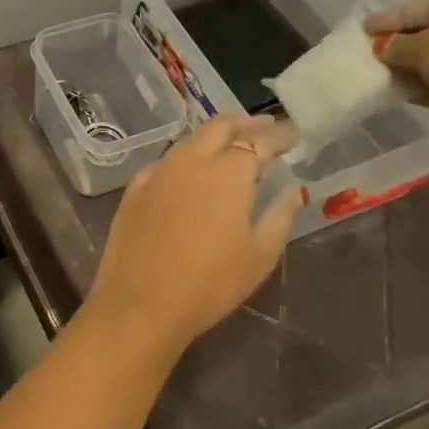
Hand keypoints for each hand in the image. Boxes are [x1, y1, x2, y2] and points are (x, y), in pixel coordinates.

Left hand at [82, 115, 304, 357]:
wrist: (139, 303)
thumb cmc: (209, 284)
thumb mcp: (259, 256)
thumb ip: (279, 216)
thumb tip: (293, 190)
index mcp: (227, 172)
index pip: (259, 142)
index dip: (279, 136)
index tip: (293, 135)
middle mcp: (191, 160)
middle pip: (220, 127)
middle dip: (246, 124)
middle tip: (265, 128)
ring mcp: (158, 171)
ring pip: (191, 140)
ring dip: (215, 136)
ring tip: (232, 144)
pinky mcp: (134, 187)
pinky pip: (167, 160)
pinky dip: (187, 156)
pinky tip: (192, 170)